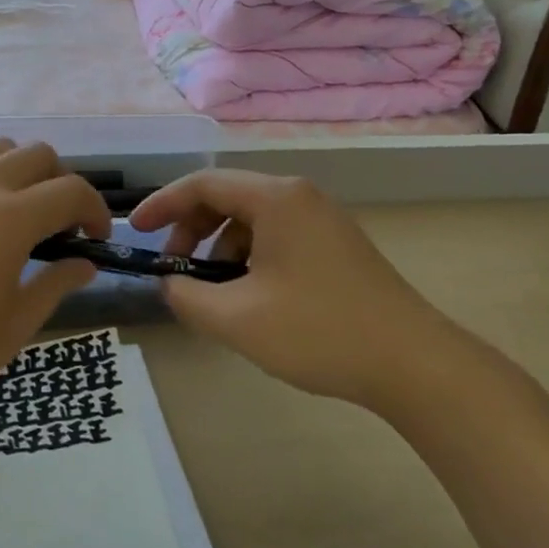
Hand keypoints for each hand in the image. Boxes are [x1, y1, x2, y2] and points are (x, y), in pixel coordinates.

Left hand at [0, 141, 110, 426]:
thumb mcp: (11, 329)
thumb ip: (54, 287)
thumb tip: (84, 265)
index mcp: (11, 217)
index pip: (72, 190)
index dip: (95, 210)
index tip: (95, 239)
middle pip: (38, 154)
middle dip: (62, 182)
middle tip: (59, 227)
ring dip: (21, 172)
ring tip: (17, 217)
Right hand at [128, 170, 449, 406]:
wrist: (413, 363)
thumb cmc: (319, 332)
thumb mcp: (238, 319)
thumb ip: (187, 297)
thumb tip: (170, 284)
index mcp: (276, 199)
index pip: (203, 184)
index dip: (163, 205)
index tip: (135, 230)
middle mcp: (299, 197)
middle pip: (228, 198)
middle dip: (191, 231)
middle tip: (174, 271)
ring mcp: (322, 220)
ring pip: (252, 220)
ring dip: (220, 249)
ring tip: (213, 294)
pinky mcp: (335, 245)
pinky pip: (276, 237)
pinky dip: (249, 258)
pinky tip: (249, 298)